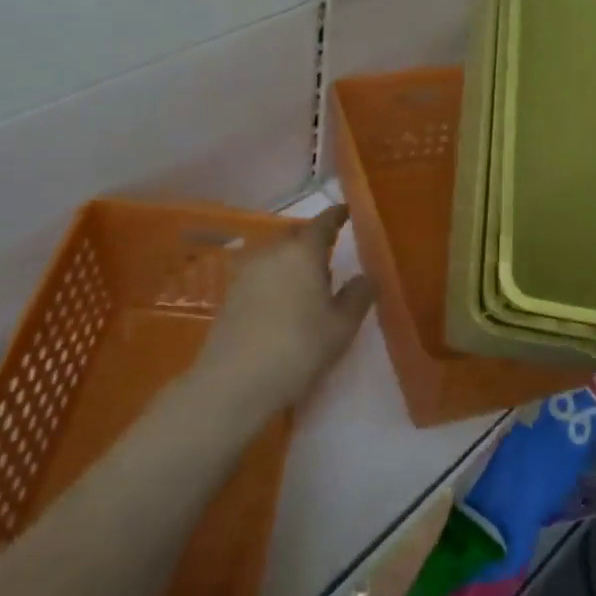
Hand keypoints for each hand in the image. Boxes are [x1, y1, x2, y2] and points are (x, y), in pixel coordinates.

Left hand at [195, 206, 374, 412]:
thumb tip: (366, 276)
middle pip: (296, 236)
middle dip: (313, 240)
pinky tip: (283, 301)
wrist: (234, 383)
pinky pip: (261, 274)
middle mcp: (273, 252)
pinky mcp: (230, 295)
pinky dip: (275, 278)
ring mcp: (246, 272)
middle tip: (331, 254)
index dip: (337, 216)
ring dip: (293, 261)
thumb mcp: (341, 327)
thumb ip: (358, 296)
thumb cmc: (298, 348)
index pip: (323, 223)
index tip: (347, 212)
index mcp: (303, 252)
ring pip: (276, 255)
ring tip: (308, 282)